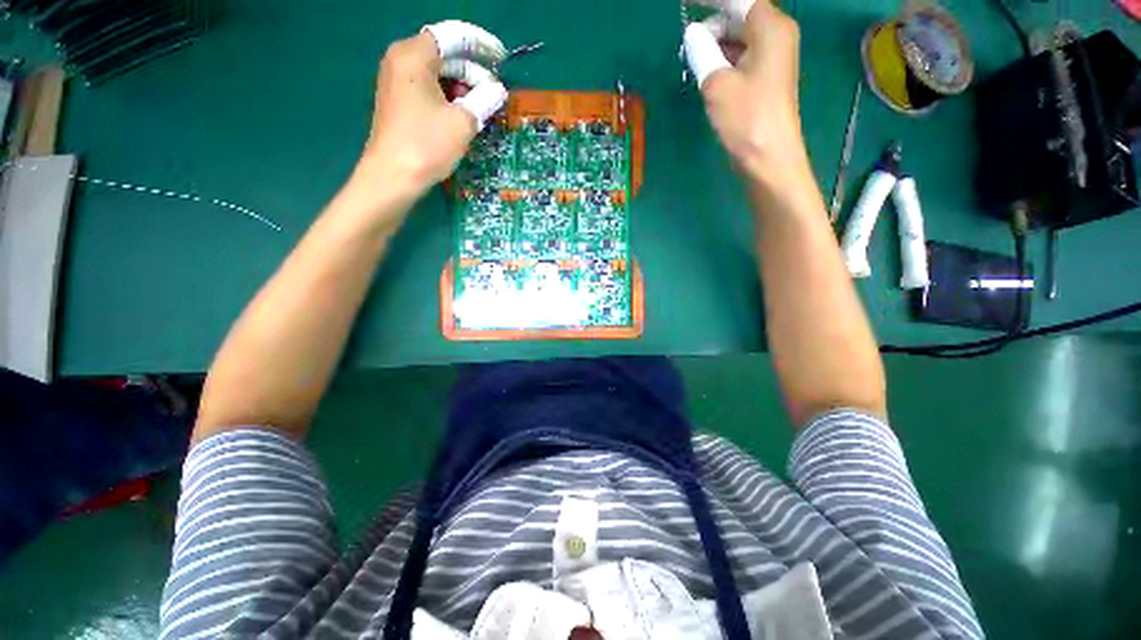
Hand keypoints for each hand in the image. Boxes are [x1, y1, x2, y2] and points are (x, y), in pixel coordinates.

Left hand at [354, 22, 508, 208]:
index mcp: (414, 56)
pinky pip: (429, 88)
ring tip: (483, 106)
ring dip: (463, 86)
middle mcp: (401, 60)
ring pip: (438, 73)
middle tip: (495, 92)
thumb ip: (484, 100)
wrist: (393, 177)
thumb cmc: (427, 145)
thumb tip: (498, 91)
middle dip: (473, 70)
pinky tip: (464, 113)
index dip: (480, 44)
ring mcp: (397, 81)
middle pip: (445, 54)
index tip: (501, 58)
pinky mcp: (399, 101)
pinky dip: (449, 96)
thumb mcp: (463, 122)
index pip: (453, 36)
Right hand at [684, 1, 809, 187]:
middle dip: (712, 24)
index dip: (709, 0)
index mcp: (770, 27)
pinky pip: (742, 56)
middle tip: (686, 42)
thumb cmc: (746, 119)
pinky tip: (708, 72)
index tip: (686, 3)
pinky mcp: (766, 78)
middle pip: (739, 15)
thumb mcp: (717, 83)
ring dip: (716, 44)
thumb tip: (692, 35)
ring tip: (693, 60)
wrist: (768, 158)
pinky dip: (723, 59)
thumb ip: (702, 52)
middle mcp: (776, 35)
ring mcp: (773, 57)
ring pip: (739, 37)